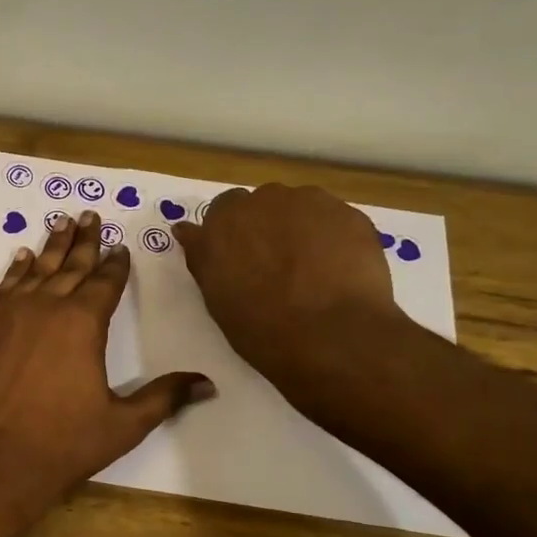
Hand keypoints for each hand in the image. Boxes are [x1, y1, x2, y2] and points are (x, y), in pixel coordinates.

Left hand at [0, 212, 212, 511]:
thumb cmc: (62, 444)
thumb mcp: (122, 424)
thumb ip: (164, 398)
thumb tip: (208, 384)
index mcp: (83, 323)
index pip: (105, 283)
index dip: (115, 265)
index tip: (120, 247)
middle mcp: (46, 307)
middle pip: (71, 266)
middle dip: (84, 241)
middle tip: (91, 215)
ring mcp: (10, 315)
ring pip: (36, 270)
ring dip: (51, 246)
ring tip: (61, 221)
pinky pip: (4, 287)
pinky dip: (16, 270)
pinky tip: (22, 257)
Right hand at [172, 183, 399, 389]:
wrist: (331, 336)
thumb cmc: (261, 327)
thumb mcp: (216, 296)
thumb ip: (202, 256)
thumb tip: (186, 230)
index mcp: (224, 221)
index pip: (223, 210)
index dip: (233, 234)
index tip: (239, 259)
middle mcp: (264, 200)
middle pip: (263, 204)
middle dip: (267, 227)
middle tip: (276, 266)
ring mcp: (311, 203)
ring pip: (301, 208)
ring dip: (301, 228)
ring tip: (311, 269)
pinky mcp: (350, 214)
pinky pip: (334, 220)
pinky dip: (333, 238)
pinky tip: (338, 270)